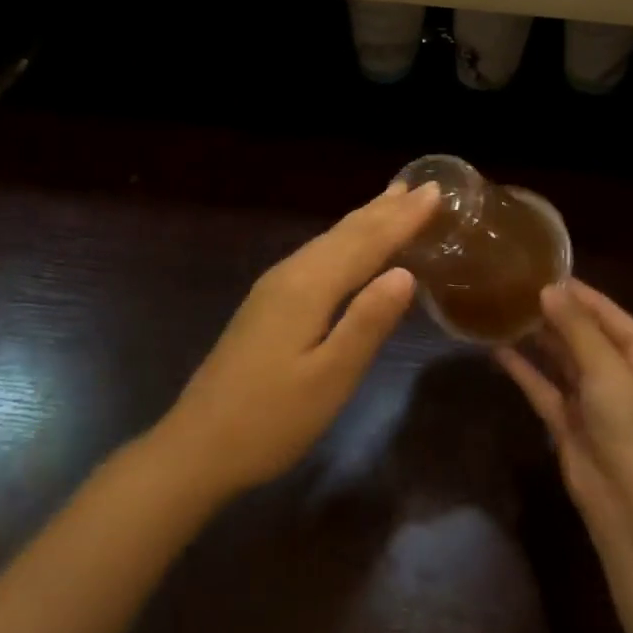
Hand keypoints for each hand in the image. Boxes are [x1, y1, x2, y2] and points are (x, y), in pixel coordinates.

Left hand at [157, 181, 439, 499]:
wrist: (196, 446)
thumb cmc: (270, 420)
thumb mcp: (330, 379)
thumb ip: (368, 323)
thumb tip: (405, 272)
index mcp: (308, 287)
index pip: (366, 242)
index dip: (403, 217)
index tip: (436, 190)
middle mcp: (290, 274)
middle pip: (346, 233)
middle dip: (385, 209)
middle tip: (420, 186)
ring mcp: (274, 287)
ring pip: (329, 241)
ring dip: (364, 219)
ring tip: (392, 199)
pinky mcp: (268, 304)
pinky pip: (317, 255)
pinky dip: (345, 240)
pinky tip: (350, 246)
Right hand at [498, 281, 632, 542]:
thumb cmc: (632, 427)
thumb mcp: (607, 369)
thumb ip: (577, 326)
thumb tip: (548, 288)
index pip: (602, 309)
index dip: (571, 289)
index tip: (535, 266)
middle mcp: (618, 369)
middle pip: (580, 331)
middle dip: (549, 311)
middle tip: (509, 284)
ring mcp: (592, 396)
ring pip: (559, 357)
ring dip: (534, 337)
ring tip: (500, 308)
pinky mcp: (568, 420)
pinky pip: (543, 385)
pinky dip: (523, 369)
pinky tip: (497, 349)